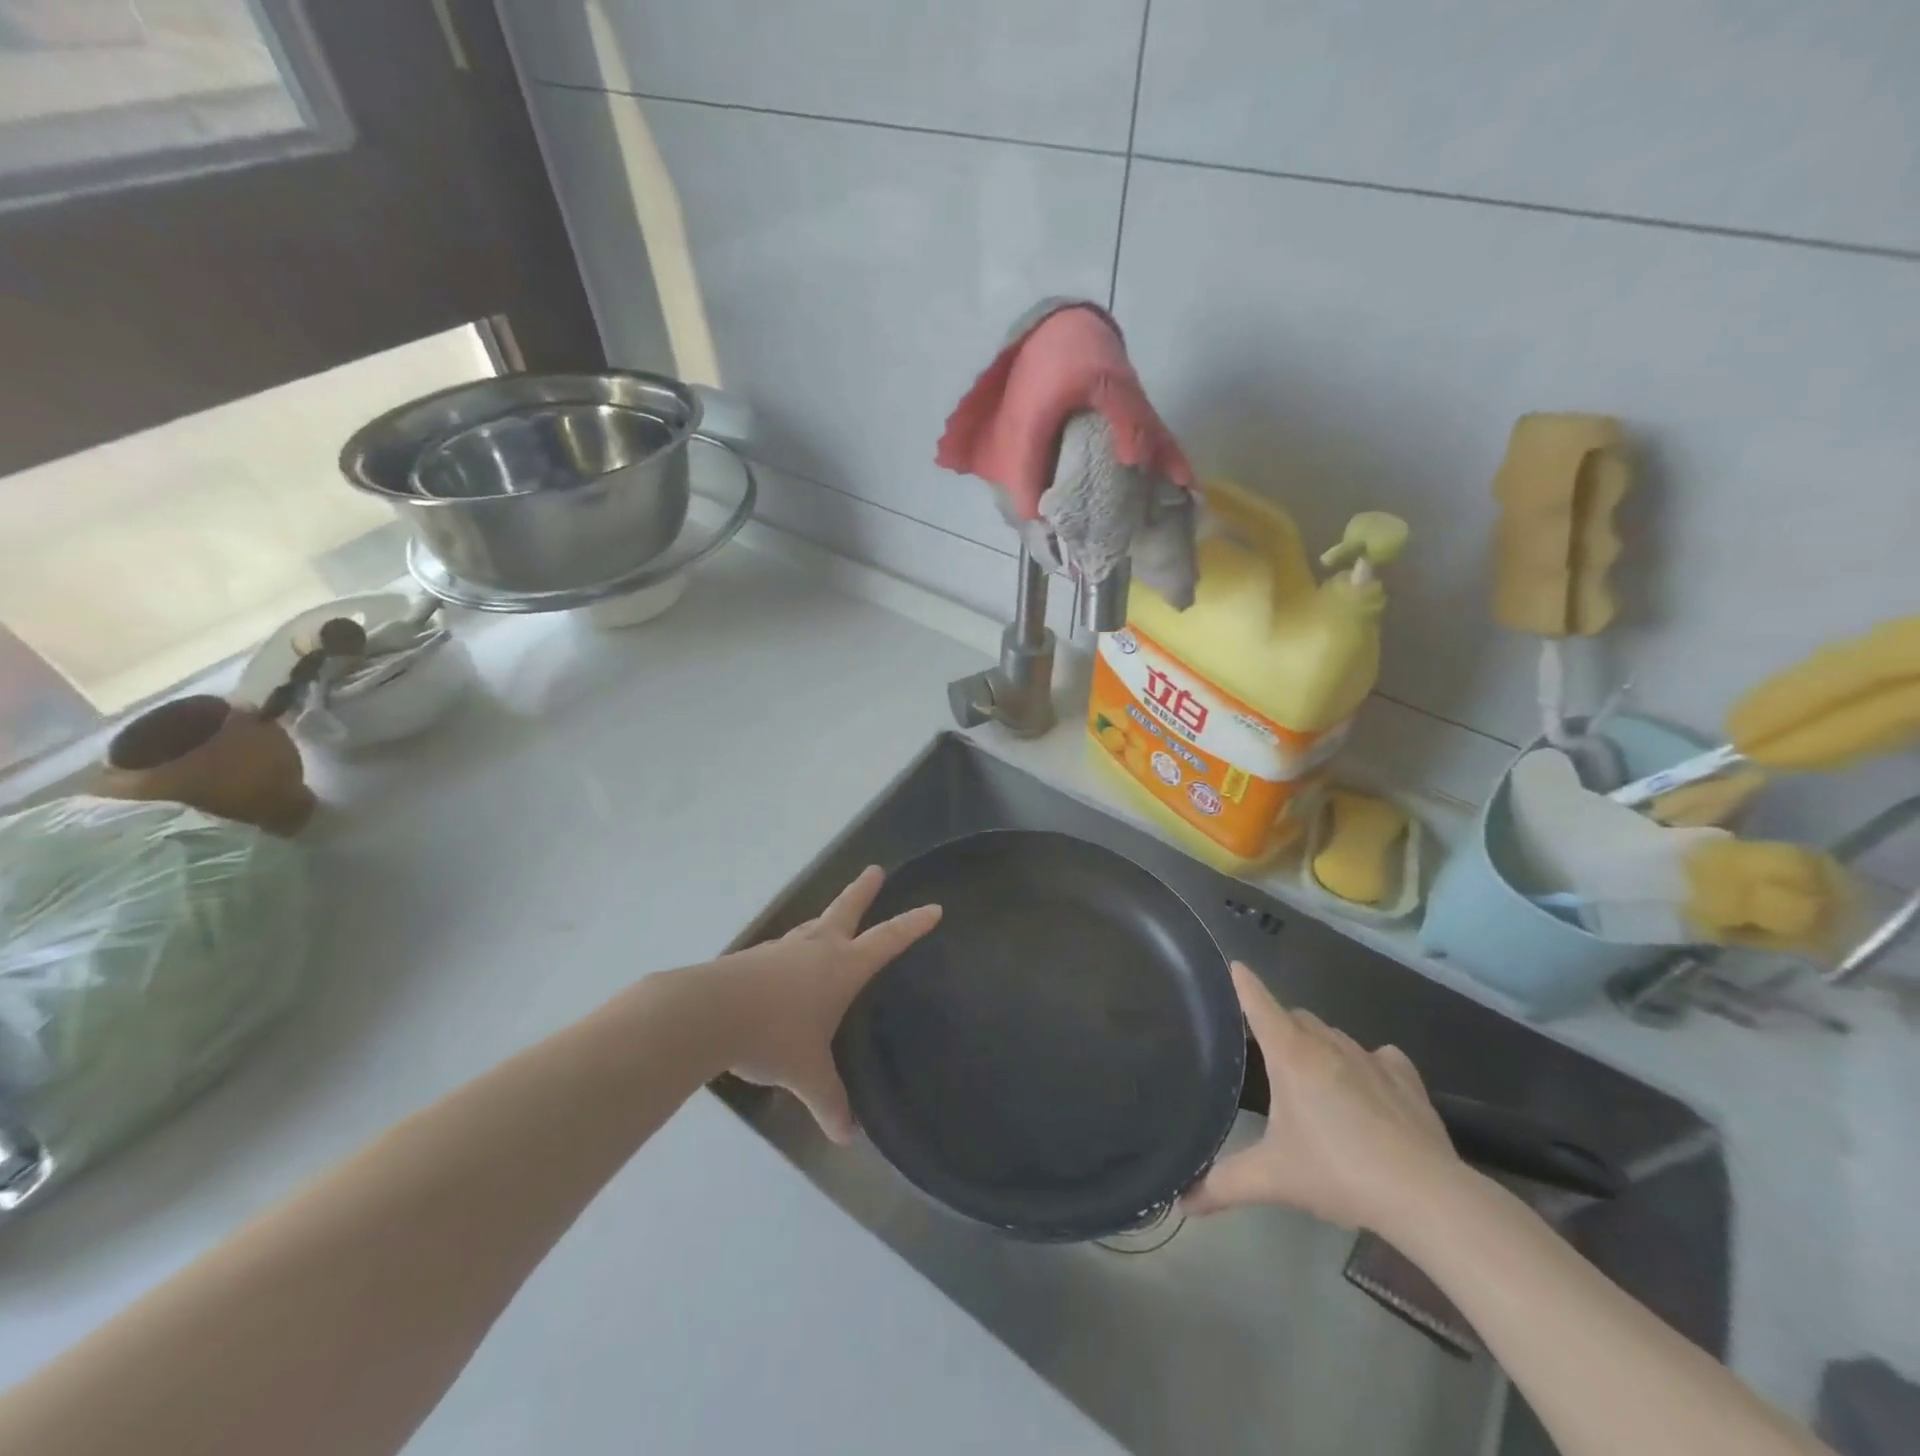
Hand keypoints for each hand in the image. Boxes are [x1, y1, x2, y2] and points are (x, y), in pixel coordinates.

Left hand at [706, 866, 940, 1143]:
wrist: (709, 1013)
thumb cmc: (773, 1035)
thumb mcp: (807, 1073)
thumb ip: (829, 1101)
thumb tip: (846, 1137)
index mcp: (842, 967)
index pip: (888, 940)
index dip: (912, 925)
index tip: (933, 908)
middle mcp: (817, 948)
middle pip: (846, 909)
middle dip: (863, 891)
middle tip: (875, 870)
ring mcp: (783, 949)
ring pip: (813, 926)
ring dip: (827, 920)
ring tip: (831, 921)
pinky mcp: (755, 958)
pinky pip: (785, 949)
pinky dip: (795, 950)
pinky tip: (787, 967)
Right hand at [1181, 964, 1461, 1231]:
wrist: (1425, 1195)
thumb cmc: (1337, 1173)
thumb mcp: (1273, 1179)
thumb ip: (1225, 1185)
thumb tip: (1183, 1203)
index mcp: (1291, 1055)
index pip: (1260, 1004)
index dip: (1244, 984)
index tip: (1234, 966)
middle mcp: (1328, 1045)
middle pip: (1296, 1017)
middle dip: (1280, 1025)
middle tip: (1267, 1053)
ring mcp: (1370, 1058)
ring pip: (1334, 1035)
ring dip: (1319, 1045)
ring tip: (1313, 1077)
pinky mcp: (1405, 1079)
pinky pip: (1380, 1056)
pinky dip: (1367, 1062)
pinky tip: (1368, 1085)